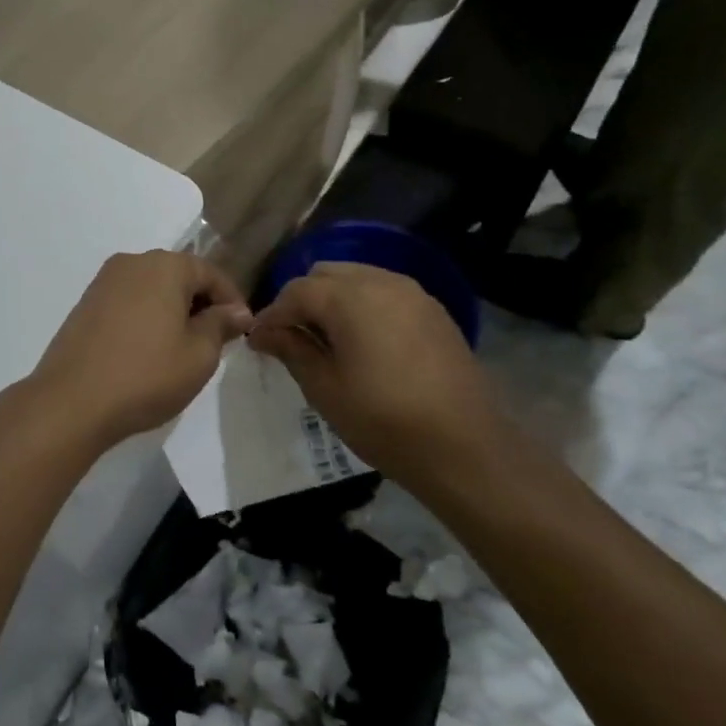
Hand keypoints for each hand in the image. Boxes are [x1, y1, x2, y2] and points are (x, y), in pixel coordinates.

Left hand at [30, 251, 252, 444]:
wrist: (72, 400)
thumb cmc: (146, 375)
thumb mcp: (199, 355)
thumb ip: (220, 325)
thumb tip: (237, 311)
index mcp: (165, 265)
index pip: (210, 273)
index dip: (231, 301)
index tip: (242, 330)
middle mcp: (133, 261)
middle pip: (179, 275)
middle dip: (200, 303)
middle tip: (215, 341)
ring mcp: (104, 280)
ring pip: (152, 287)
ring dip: (171, 310)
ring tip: (182, 348)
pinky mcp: (86, 302)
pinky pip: (128, 300)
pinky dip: (145, 316)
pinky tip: (148, 349)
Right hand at [248, 263, 493, 482]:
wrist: (467, 450)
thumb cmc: (384, 421)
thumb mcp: (325, 389)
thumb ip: (291, 350)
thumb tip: (262, 332)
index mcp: (349, 298)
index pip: (296, 291)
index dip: (272, 315)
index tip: (258, 342)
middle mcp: (380, 282)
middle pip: (325, 275)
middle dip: (302, 300)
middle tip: (291, 339)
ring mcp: (412, 294)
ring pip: (357, 278)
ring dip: (333, 300)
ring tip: (326, 339)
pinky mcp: (434, 311)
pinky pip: (385, 293)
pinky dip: (364, 306)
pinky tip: (363, 342)